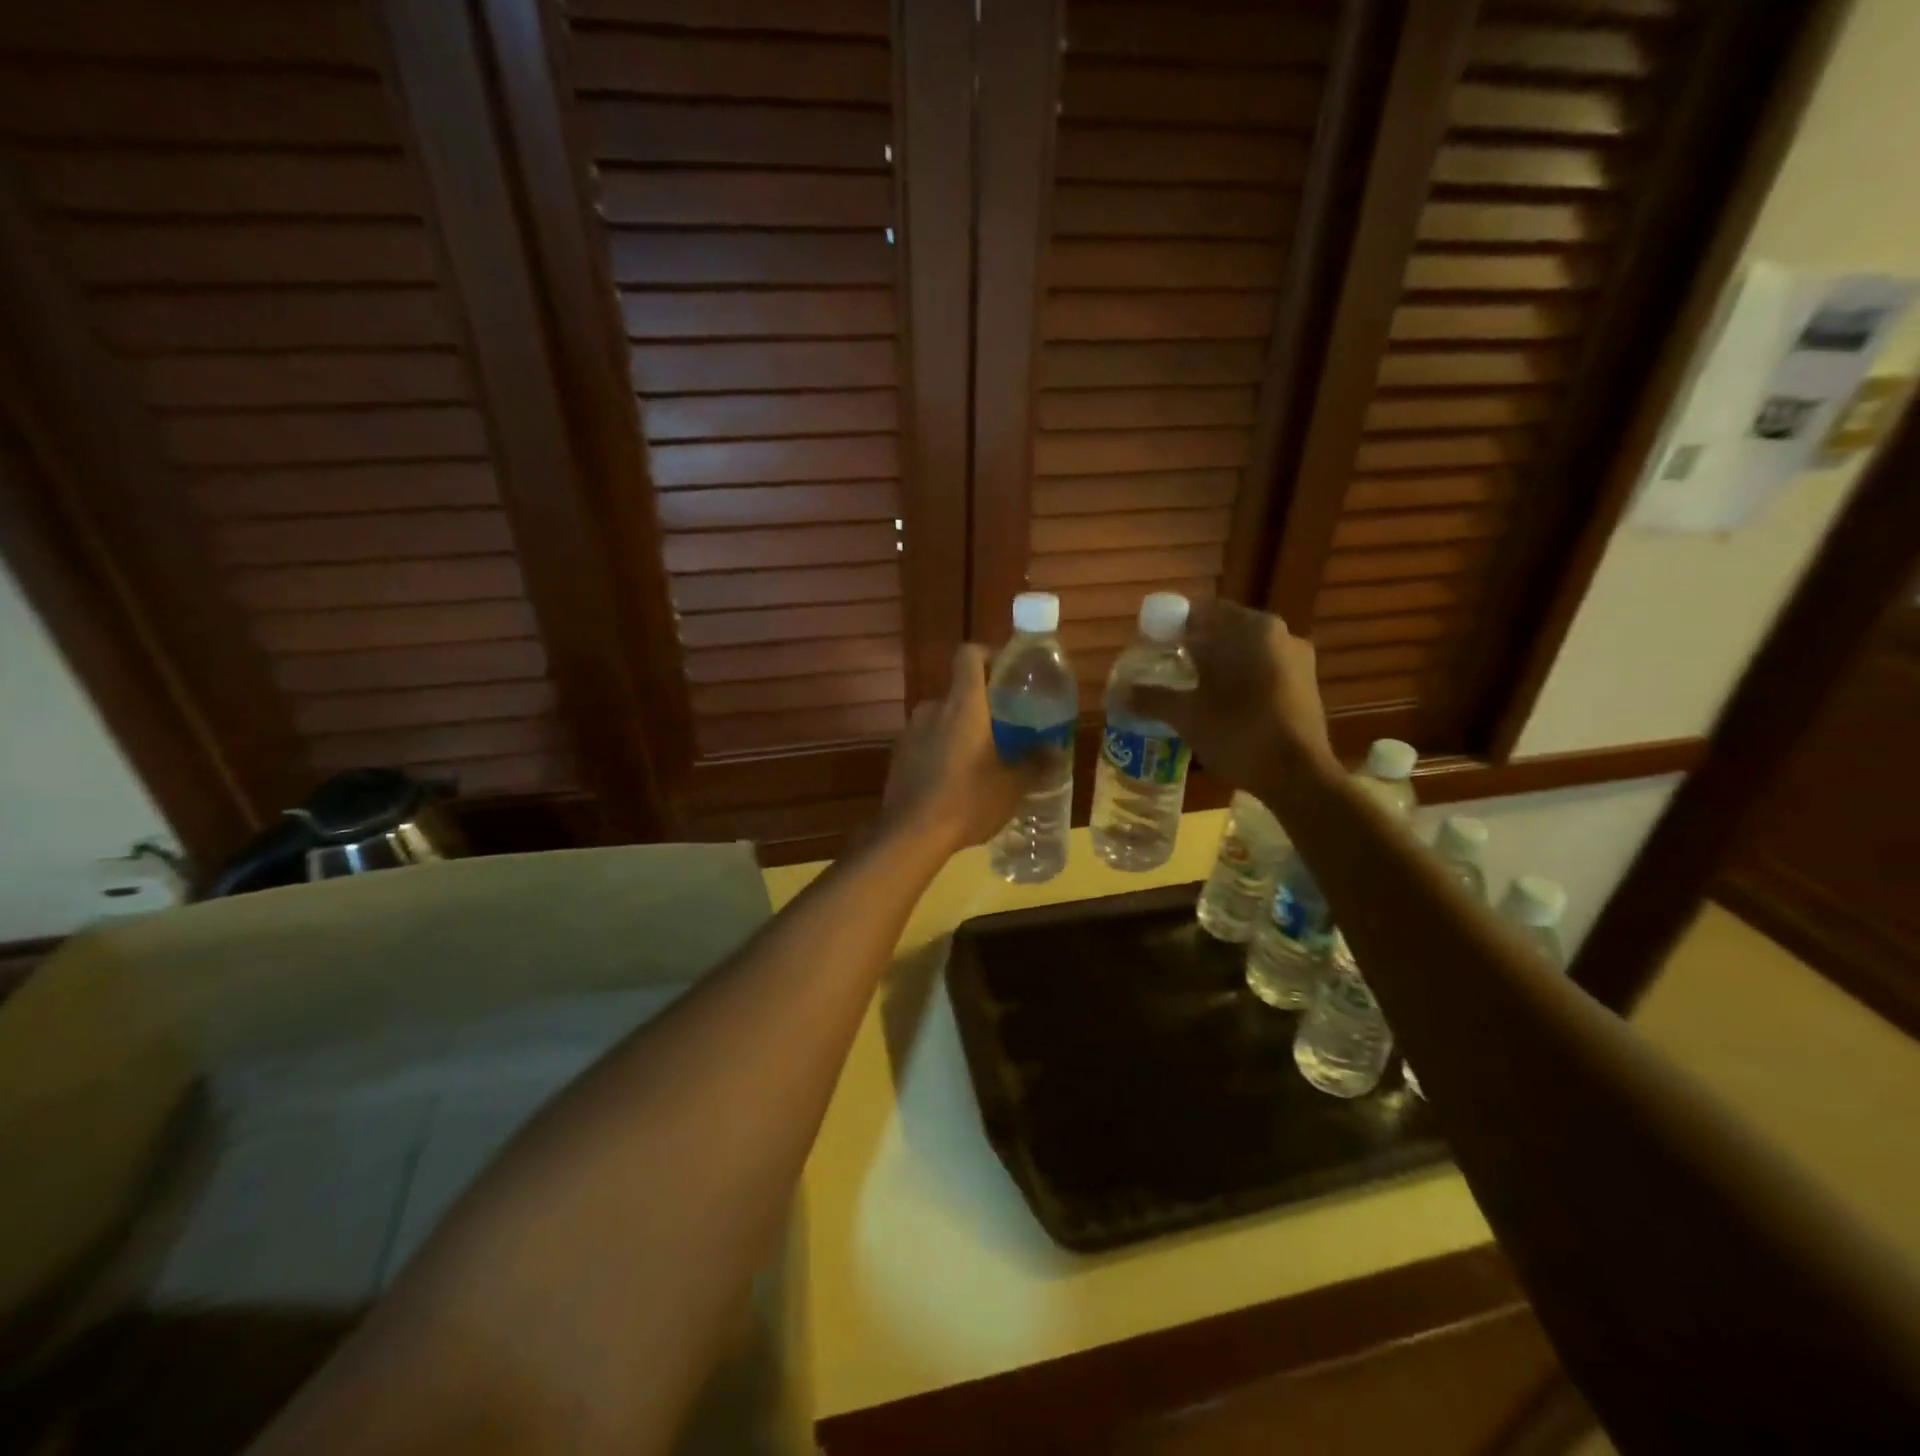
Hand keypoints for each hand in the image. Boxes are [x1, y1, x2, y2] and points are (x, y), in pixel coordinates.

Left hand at [881, 644, 1030, 853]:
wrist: (912, 835)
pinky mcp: (898, 755)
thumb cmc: (968, 801)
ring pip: (942, 718)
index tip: (1007, 674)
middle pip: (959, 691)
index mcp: (964, 704)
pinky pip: (925, 741)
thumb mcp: (1012, 785)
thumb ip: (1035, 762)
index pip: (969, 654)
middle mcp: (933, 708)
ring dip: (959, 730)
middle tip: (1003, 729)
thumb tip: (1055, 749)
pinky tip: (953, 780)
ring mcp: (910, 731)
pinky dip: (940, 750)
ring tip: (979, 759)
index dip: (988, 655)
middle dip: (980, 705)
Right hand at [1122, 599, 1337, 791]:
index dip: (1172, 627)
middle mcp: (1279, 633)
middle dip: (1195, 647)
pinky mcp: (1305, 685)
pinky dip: (1240, 678)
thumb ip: (1152, 698)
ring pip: (1245, 651)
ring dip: (1218, 664)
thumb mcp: (1187, 716)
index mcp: (1251, 629)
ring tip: (1191, 689)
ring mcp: (1297, 659)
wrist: (1299, 777)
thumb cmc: (1239, 734)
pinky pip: (1262, 669)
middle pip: (1224, 630)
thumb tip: (1120, 692)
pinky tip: (1222, 704)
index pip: (1201, 611)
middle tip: (1167, 669)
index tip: (1152, 646)